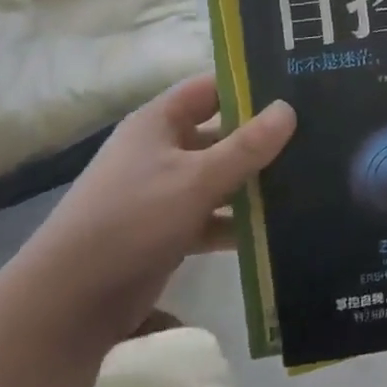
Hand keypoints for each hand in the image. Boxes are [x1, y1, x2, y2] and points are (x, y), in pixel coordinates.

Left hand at [5, 75, 294, 342]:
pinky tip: (279, 229)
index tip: (296, 88)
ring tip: (310, 181)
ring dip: (254, 184)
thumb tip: (288, 109)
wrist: (70, 301)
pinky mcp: (168, 232)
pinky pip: (212, 217)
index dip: (248, 85)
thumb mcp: (196, 179)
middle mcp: (161, 151)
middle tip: (315, 137)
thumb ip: (246, 147)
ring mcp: (164, 193)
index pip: (209, 89)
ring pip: (219, 178)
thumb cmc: (133, 221)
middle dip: (260, 139)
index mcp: (158, 123)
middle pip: (219, 134)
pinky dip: (238, 222)